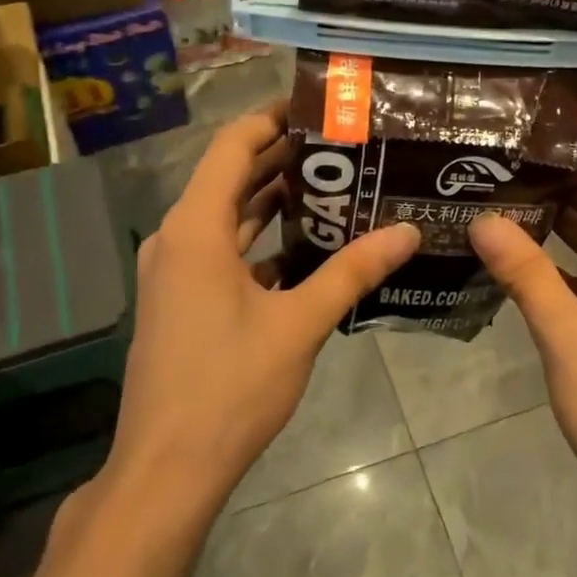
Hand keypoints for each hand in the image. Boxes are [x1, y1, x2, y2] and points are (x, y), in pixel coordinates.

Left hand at [102, 105, 419, 517]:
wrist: (167, 468)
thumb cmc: (230, 387)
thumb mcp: (299, 324)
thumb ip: (353, 271)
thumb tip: (408, 230)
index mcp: (196, 228)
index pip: (233, 146)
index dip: (272, 119)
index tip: (318, 108)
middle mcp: (177, 239)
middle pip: (230, 178)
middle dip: (282, 159)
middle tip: (342, 146)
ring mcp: (174, 272)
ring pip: (227, 217)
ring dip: (271, 201)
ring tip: (332, 185)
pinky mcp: (180, 300)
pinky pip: (221, 252)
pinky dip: (258, 241)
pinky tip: (304, 247)